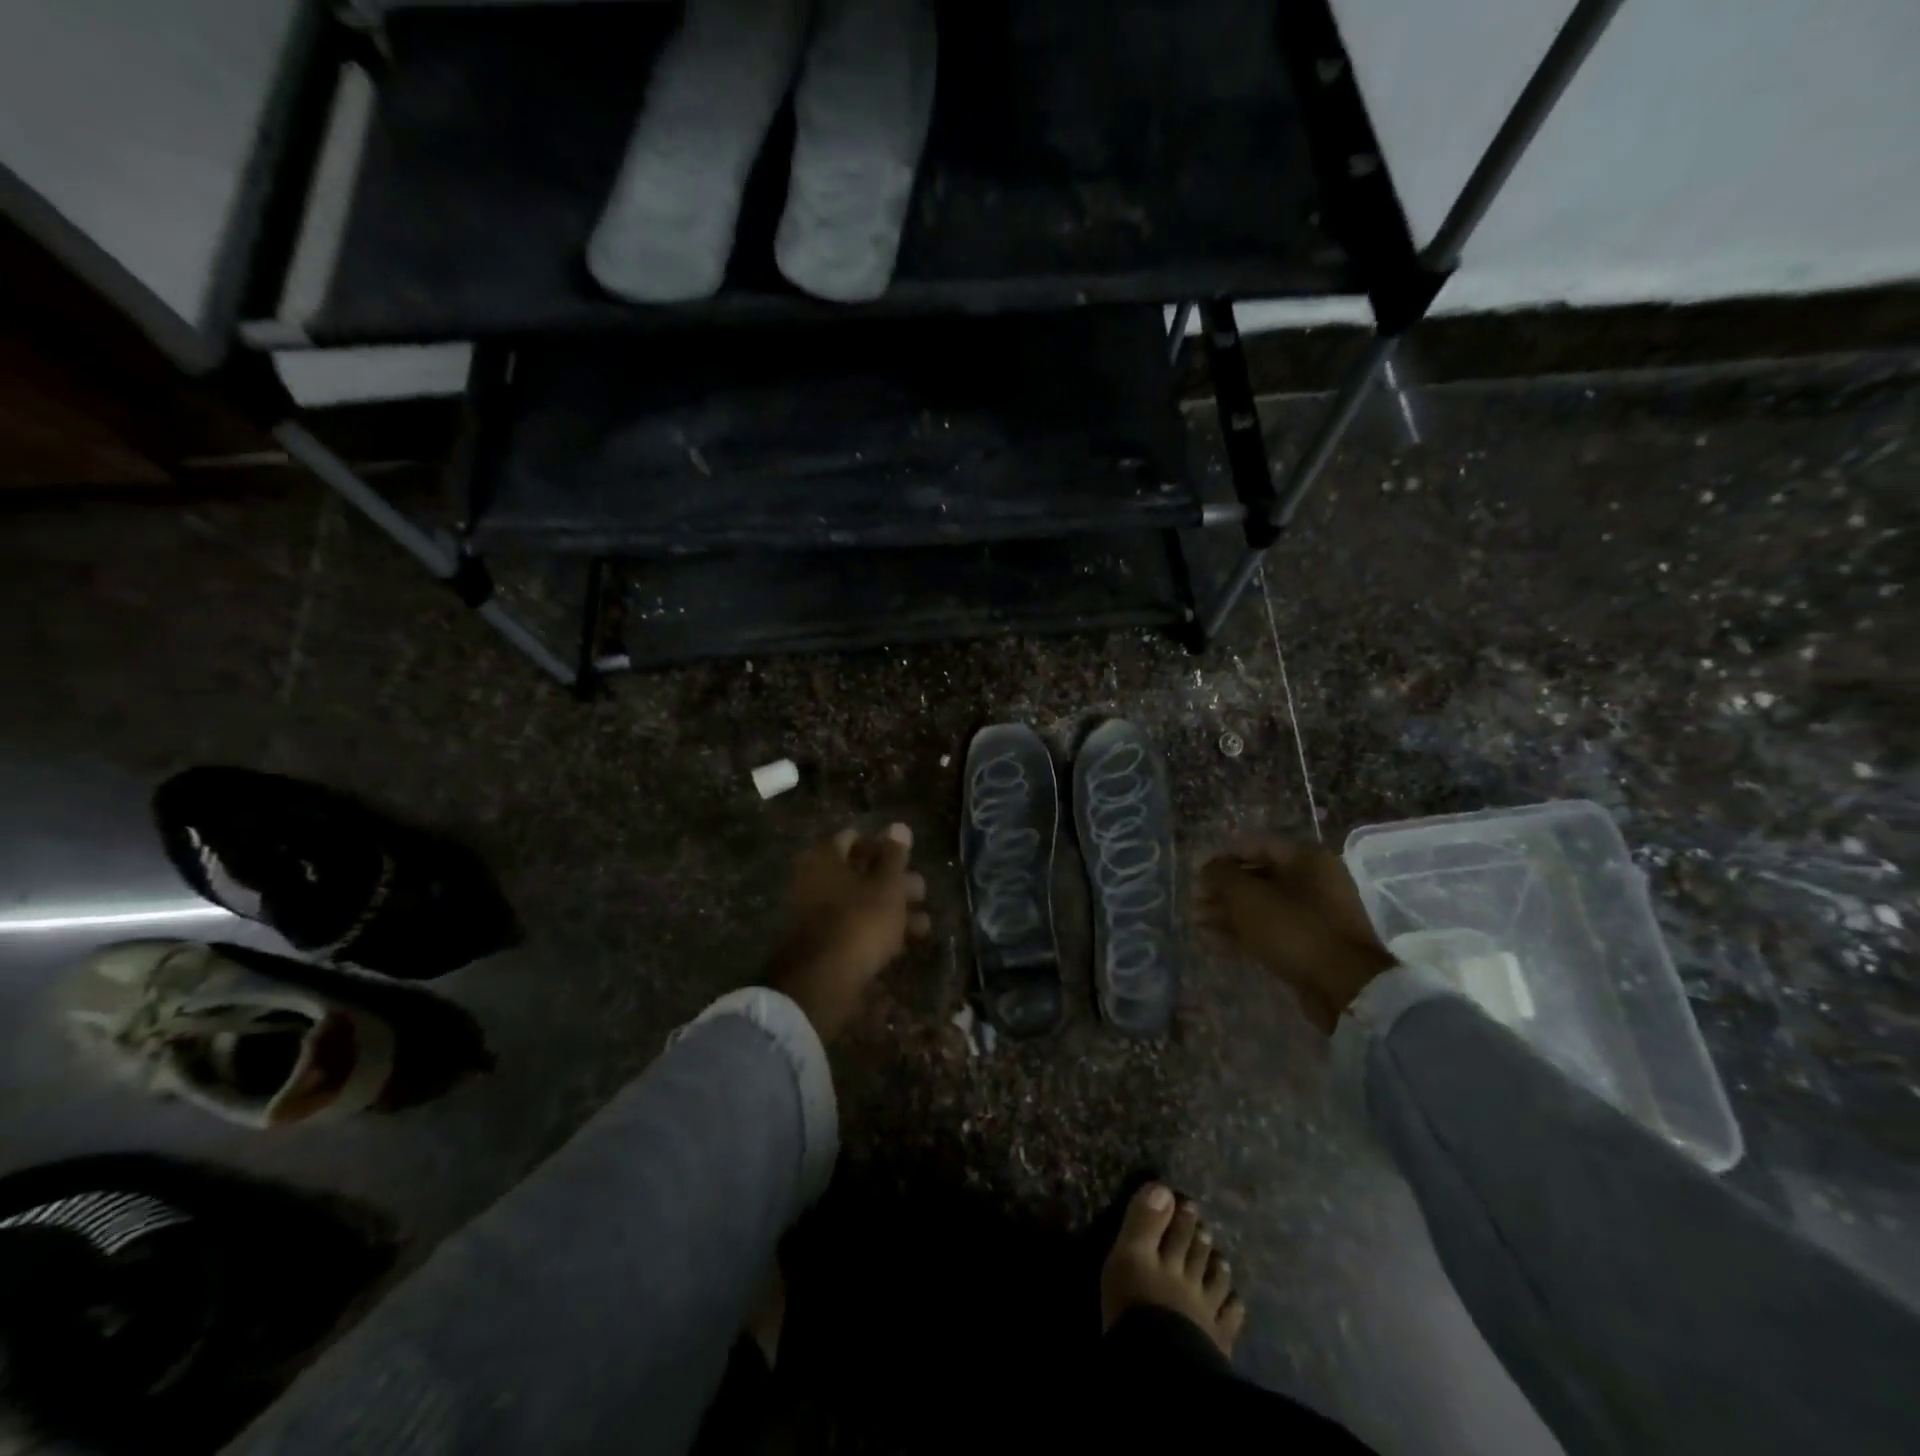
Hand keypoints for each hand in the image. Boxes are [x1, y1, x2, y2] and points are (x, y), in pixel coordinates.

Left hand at [766, 823, 930, 1039]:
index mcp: (824, 858)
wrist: (823, 982)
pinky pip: (854, 928)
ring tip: (923, 925)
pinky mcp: (823, 944)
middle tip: (921, 892)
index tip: (907, 859)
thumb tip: (899, 826)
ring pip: (860, 903)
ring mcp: (815, 915)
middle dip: (893, 882)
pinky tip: (904, 944)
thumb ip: (894, 856)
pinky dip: (877, 931)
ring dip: (892, 910)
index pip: (853, 838)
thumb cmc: (859, 921)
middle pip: (859, 872)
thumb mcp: (886, 885)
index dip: (882, 846)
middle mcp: (814, 881)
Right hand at [1195, 841, 1393, 1033]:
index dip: (1224, 857)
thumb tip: (1207, 870)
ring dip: (1228, 913)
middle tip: (1194, 902)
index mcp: (1306, 860)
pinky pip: (1271, 931)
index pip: (1256, 845)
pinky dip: (1243, 934)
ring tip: (1197, 923)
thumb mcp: (1248, 896)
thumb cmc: (1293, 928)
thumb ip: (1221, 876)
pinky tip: (1214, 942)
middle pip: (1258, 878)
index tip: (1200, 874)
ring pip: (1262, 907)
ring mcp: (1313, 916)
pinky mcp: (1310, 946)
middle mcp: (1313, 883)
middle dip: (1223, 890)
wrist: (1343, 987)